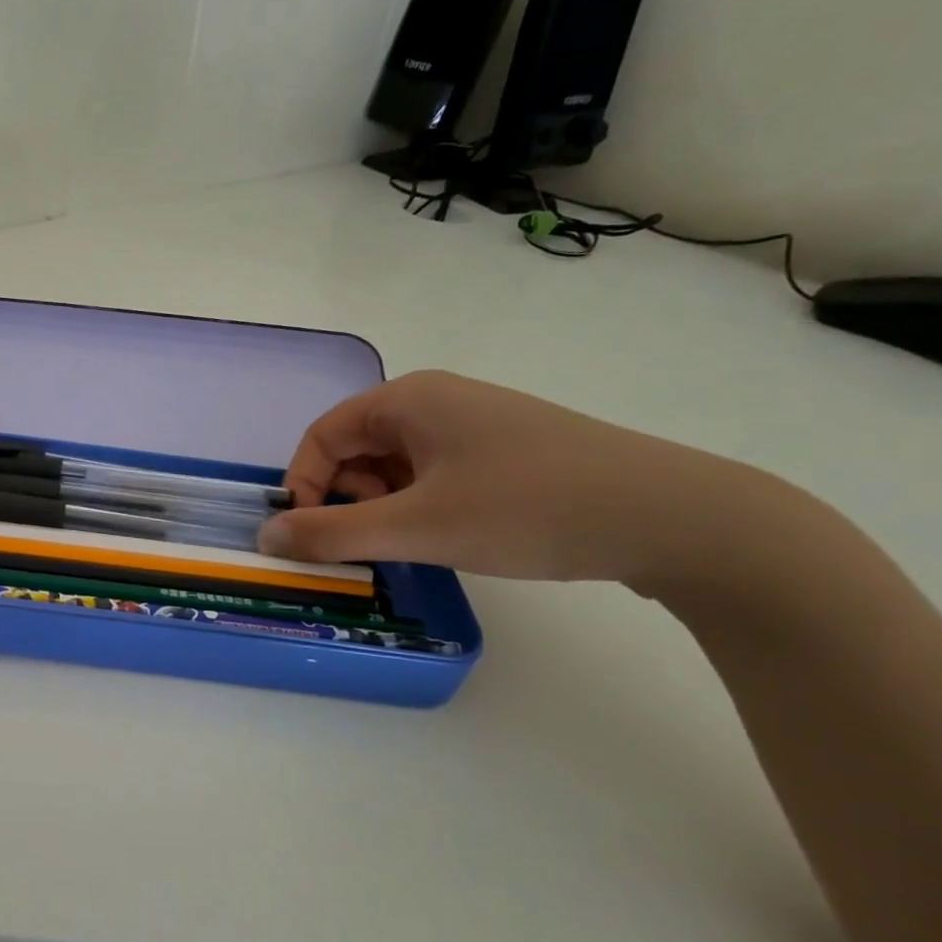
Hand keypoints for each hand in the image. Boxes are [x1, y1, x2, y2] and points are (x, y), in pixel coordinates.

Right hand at [258, 371, 753, 584]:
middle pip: (356, 448)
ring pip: (396, 463)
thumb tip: (265, 538)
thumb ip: (331, 533)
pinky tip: (451, 535)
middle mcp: (436, 399)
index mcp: (407, 399)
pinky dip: (422, 504)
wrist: (677, 517)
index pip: (321, 436)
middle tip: (372, 543)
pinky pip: (436, 471)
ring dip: (385, 505)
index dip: (303, 485)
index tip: (313, 536)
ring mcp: (476, 422)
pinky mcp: (508, 449)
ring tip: (416, 543)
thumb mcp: (417, 526)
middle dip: (348, 498)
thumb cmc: (527, 509)